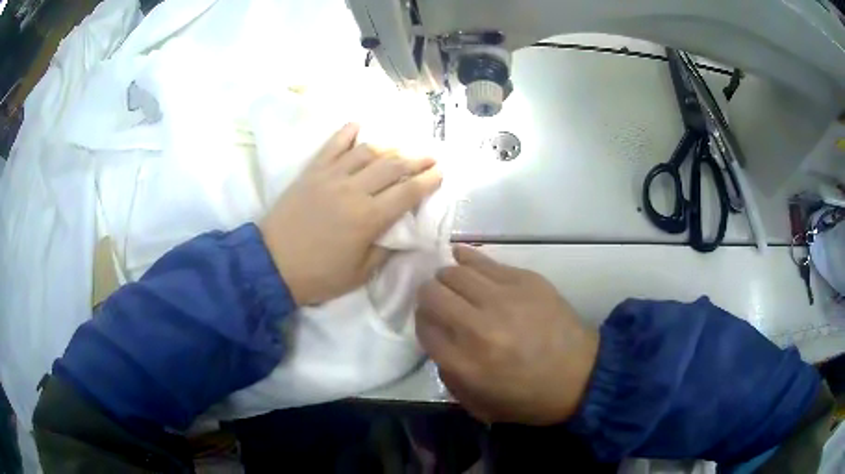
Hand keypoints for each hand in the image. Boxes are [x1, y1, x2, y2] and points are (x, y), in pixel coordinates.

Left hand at [260, 123, 441, 305]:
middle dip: (416, 159)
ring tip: (400, 146)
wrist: (272, 264)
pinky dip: (346, 133)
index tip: (440, 172)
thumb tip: (403, 234)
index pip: (407, 192)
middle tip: (430, 156)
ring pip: (367, 152)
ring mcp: (331, 177)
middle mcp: (354, 190)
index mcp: (369, 218)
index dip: (428, 180)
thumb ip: (385, 250)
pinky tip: (357, 124)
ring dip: (388, 146)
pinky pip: (332, 146)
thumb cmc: (318, 275)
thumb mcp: (359, 274)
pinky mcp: (312, 172)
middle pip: (392, 166)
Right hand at [416, 246, 598, 425]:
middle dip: (428, 297)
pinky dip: (466, 259)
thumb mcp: (478, 404)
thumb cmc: (528, 398)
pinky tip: (463, 260)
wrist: (581, 376)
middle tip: (439, 302)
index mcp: (465, 363)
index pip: (423, 327)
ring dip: (446, 278)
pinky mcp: (525, 280)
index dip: (421, 322)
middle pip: (432, 294)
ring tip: (454, 285)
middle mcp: (479, 327)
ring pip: (453, 272)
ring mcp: (504, 299)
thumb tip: (438, 337)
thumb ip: (448, 374)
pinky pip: (482, 260)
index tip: (431, 323)